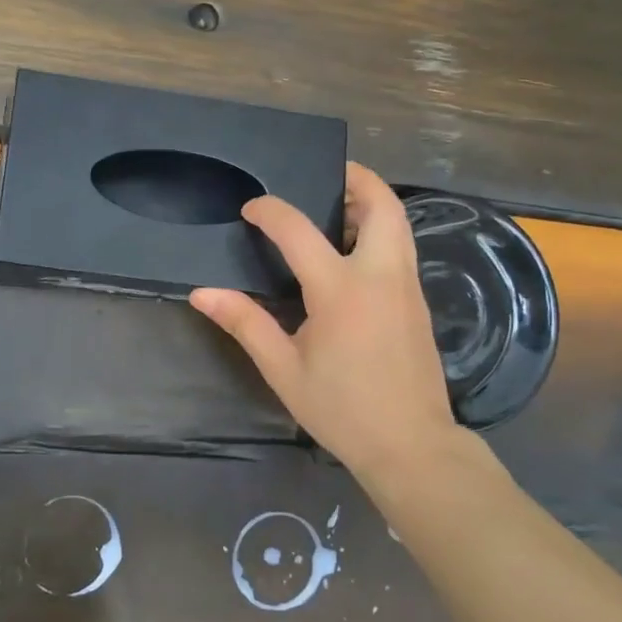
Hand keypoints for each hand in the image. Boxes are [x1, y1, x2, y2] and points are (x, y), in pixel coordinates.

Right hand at [190, 162, 467, 477]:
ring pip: (399, 223)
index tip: (252, 209)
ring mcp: (407, 286)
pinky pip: (401, 247)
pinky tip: (352, 253)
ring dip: (371, 203)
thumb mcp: (283, 369)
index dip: (271, 211)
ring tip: (336, 208)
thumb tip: (202, 293)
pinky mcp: (418, 302)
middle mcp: (381, 275)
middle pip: (381, 205)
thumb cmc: (342, 408)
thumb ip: (245, 323)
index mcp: (341, 290)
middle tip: (324, 175)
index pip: (299, 230)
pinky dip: (380, 230)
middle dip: (356, 179)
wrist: (412, 446)